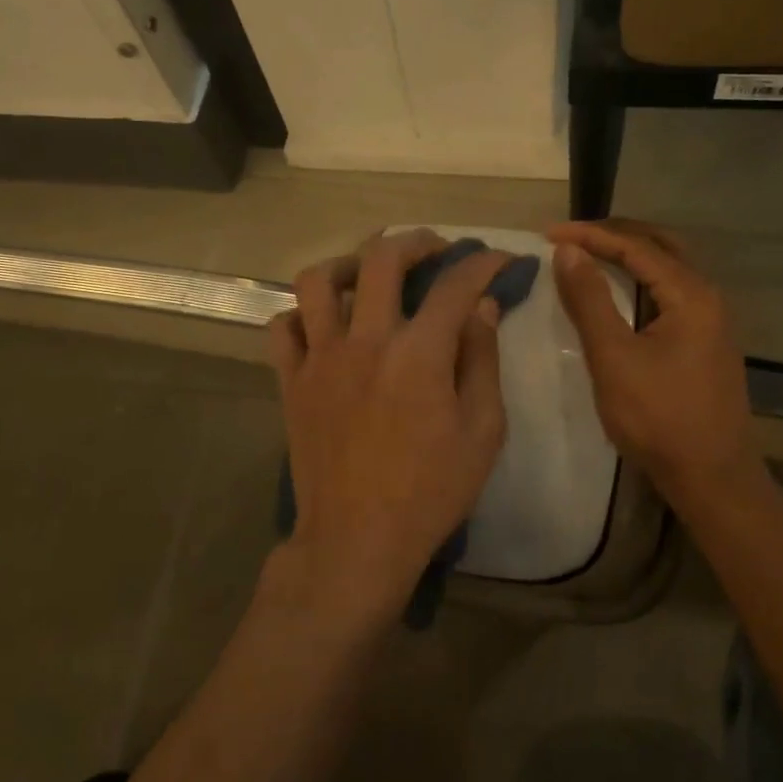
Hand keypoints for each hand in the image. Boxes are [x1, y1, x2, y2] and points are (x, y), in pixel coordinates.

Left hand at [267, 230, 509, 628]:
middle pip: (382, 259)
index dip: (483, 262)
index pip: (455, 285)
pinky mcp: (291, 382)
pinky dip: (303, 314)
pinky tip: (325, 325)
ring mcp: (320, 359)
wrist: (357, 540)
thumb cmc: (430, 492)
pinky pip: (283, 327)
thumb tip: (482, 308)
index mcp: (419, 354)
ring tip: (368, 276)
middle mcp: (365, 341)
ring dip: (348, 264)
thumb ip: (482, 361)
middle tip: (434, 250)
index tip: (500, 259)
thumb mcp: (482, 432)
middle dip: (416, 241)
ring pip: (318, 280)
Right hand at [549, 220, 770, 510]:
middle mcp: (708, 297)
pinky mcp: (705, 342)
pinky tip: (620, 293)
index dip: (591, 235)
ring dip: (631, 255)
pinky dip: (642, 280)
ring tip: (590, 255)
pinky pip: (671, 293)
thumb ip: (590, 301)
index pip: (636, 246)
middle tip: (572, 236)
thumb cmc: (658, 418)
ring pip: (669, 269)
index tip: (549, 234)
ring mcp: (711, 321)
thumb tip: (568, 251)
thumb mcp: (614, 358)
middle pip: (661, 246)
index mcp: (691, 294)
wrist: (711, 476)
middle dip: (615, 235)